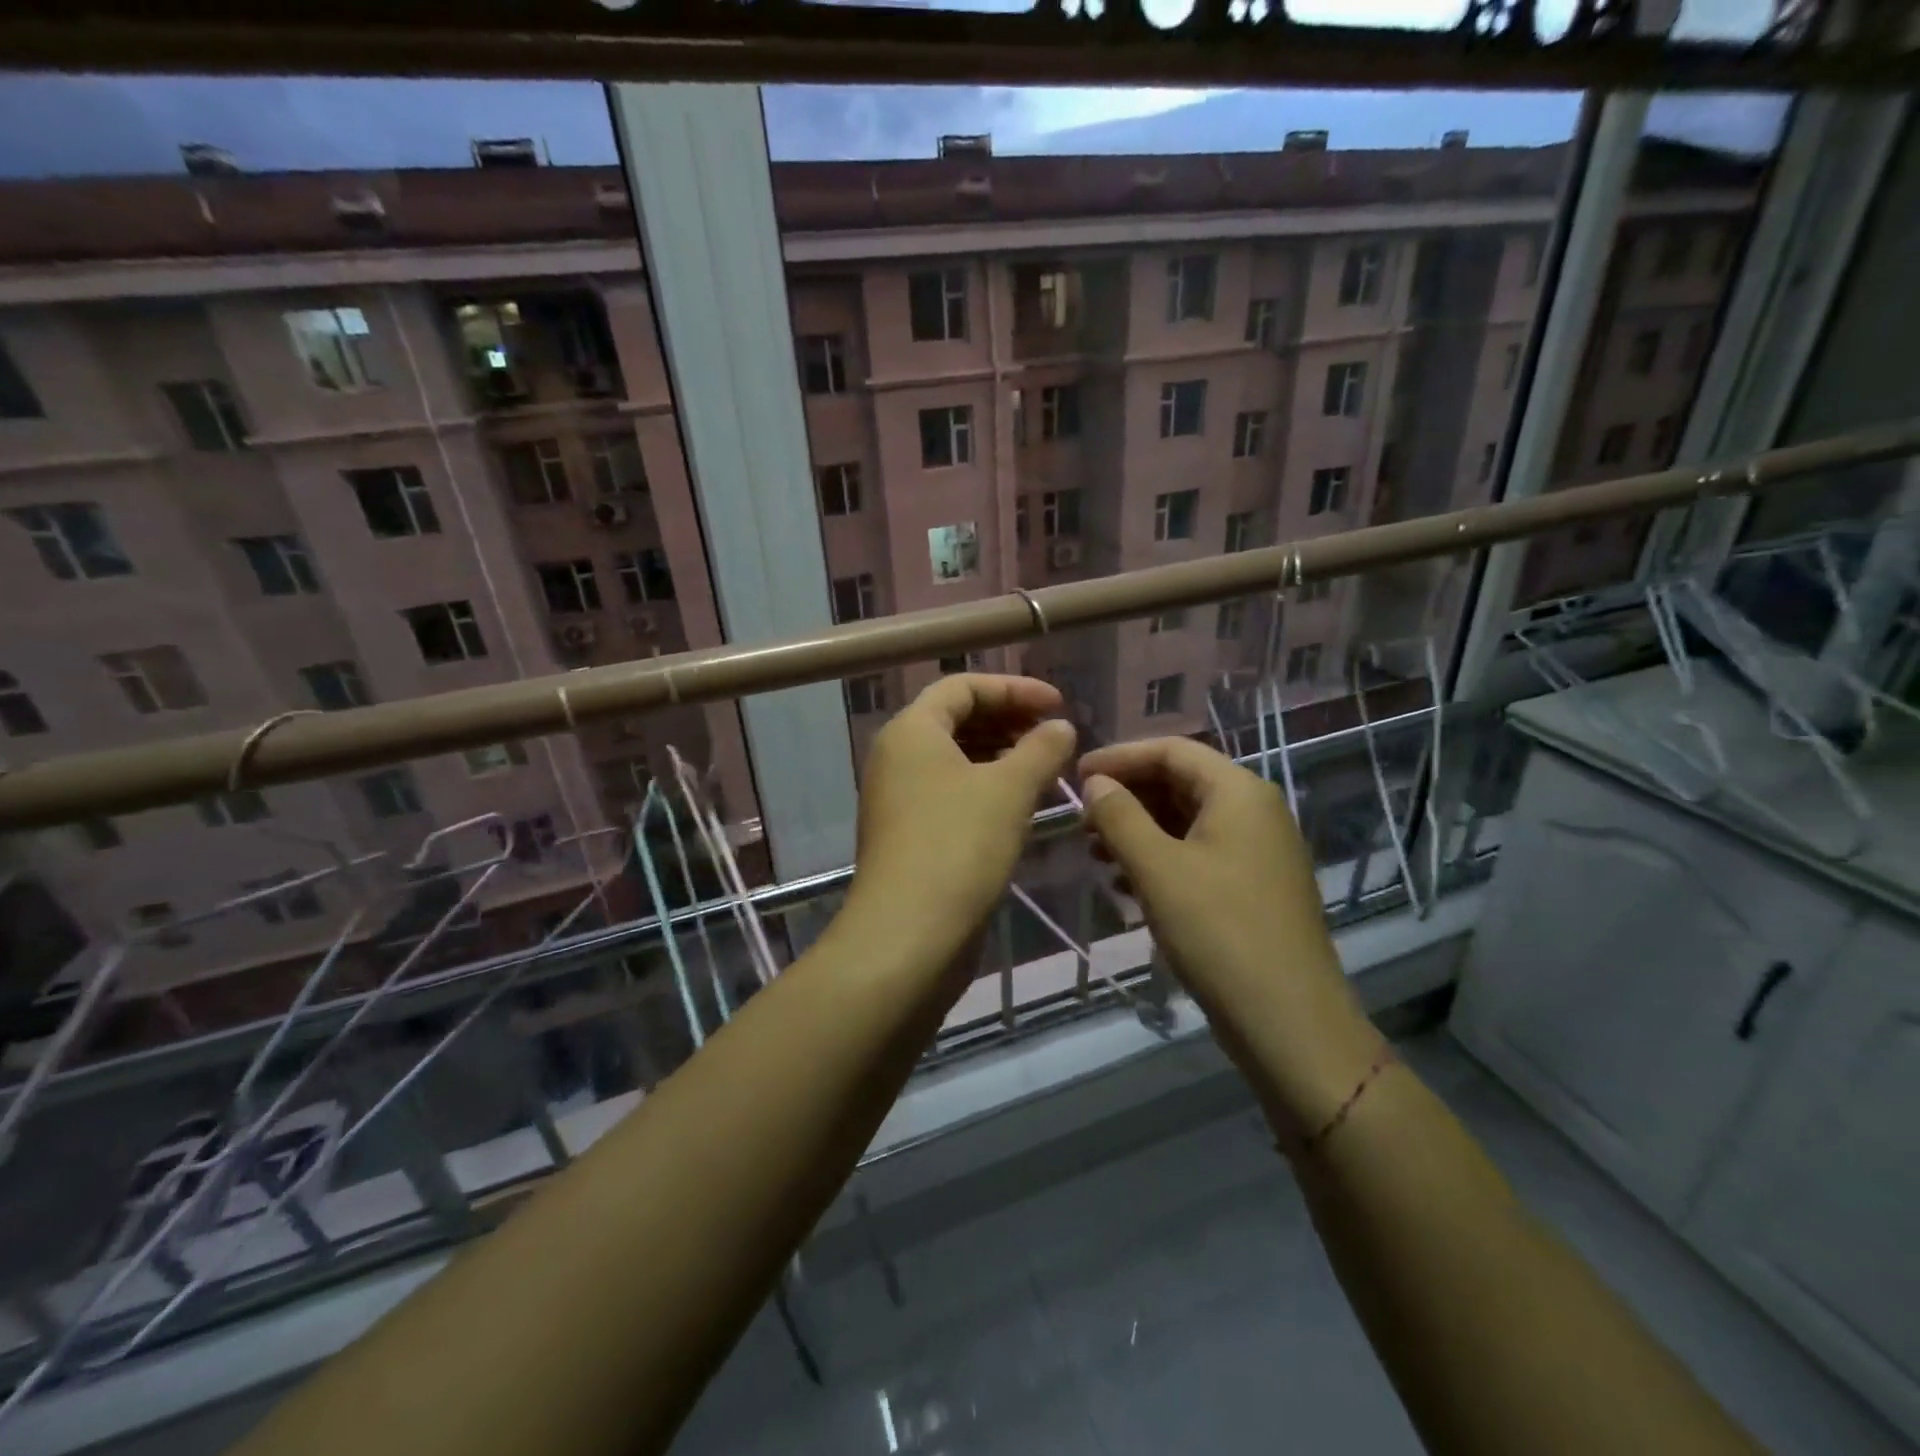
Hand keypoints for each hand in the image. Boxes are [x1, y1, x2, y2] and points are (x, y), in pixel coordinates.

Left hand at [847, 674, 1076, 966]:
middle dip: (1008, 720)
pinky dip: (985, 787)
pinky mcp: (908, 834)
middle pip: (956, 719)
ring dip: (1000, 756)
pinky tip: (1020, 805)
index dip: (1014, 689)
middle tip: (1053, 736)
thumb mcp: (1009, 791)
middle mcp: (897, 757)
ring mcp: (899, 798)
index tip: (1058, 705)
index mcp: (911, 731)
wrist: (908, 936)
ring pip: (955, 759)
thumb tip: (1061, 727)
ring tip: (1045, 768)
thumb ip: (1040, 750)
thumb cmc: (958, 847)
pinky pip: (950, 792)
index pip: (962, 686)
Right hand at [1077, 737, 1382, 1135]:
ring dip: (1139, 829)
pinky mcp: (1254, 885)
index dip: (1120, 757)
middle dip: (1128, 796)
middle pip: (1180, 782)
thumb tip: (1095, 783)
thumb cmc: (1218, 932)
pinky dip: (1161, 857)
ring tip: (1097, 853)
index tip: (1076, 775)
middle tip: (1082, 820)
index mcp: (1239, 792)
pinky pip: (1199, 853)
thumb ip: (1120, 817)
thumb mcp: (1157, 869)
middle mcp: (1255, 810)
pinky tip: (1128, 883)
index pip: (1171, 751)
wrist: (1288, 1021)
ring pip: (1187, 820)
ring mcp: (1258, 850)